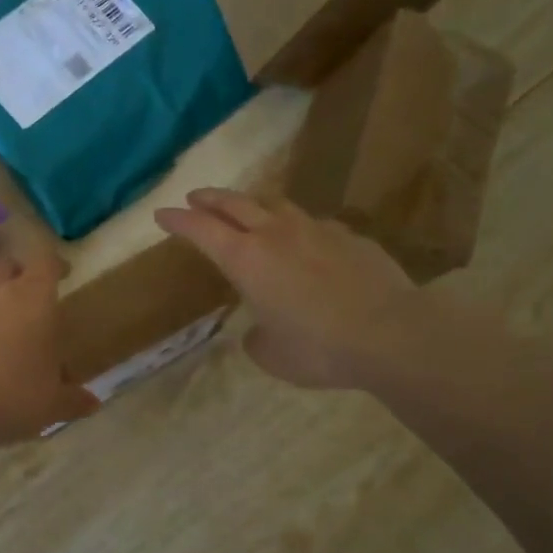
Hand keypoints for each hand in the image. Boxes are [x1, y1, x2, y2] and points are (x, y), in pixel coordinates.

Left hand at [0, 250, 98, 449]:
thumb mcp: (47, 406)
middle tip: (24, 302)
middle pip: (6, 263)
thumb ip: (71, 400)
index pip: (46, 261)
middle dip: (16, 276)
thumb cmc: (3, 395)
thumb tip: (91, 402)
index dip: (55, 265)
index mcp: (31, 298)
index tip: (62, 273)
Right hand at [154, 189, 416, 389]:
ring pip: (276, 205)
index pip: (201, 230)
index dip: (178, 220)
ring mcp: (316, 230)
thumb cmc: (318, 348)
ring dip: (254, 204)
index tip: (161, 213)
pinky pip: (315, 225)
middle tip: (195, 197)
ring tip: (248, 209)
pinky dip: (299, 228)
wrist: (391, 333)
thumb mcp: (271, 355)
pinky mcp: (350, 236)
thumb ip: (257, 338)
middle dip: (209, 199)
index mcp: (246, 260)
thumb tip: (259, 331)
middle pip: (234, 203)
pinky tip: (306, 241)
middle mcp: (276, 234)